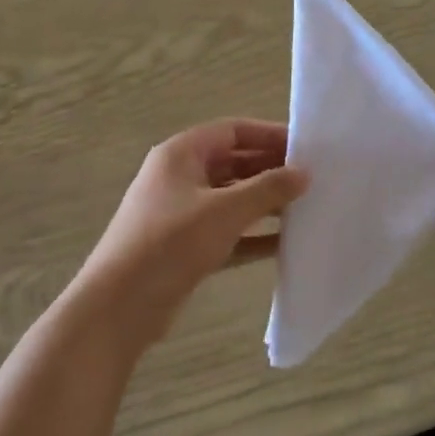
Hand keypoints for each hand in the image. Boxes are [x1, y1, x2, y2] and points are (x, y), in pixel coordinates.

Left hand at [79, 119, 308, 330]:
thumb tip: (304, 173)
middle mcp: (180, 178)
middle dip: (271, 171)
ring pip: (232, 200)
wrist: (120, 305)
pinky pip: (227, 232)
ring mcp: (181, 214)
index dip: (269, 135)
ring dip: (265, 204)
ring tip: (307, 209)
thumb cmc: (171, 243)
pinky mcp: (186, 247)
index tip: (307, 147)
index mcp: (181, 155)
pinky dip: (253, 235)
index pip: (232, 131)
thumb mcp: (225, 211)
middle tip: (314, 180)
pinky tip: (286, 244)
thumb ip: (267, 189)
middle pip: (233, 164)